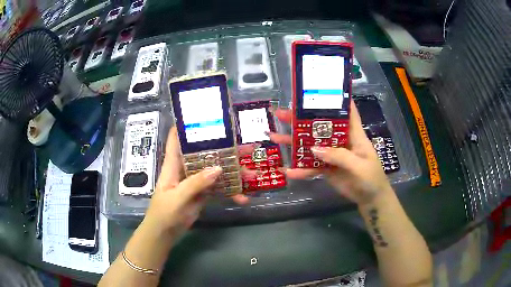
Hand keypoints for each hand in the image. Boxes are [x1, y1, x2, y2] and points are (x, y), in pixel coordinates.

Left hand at [143, 127, 248, 238]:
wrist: (164, 233)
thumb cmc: (164, 213)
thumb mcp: (177, 198)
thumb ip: (196, 183)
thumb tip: (218, 168)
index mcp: (173, 164)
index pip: (177, 139)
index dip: (187, 126)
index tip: (205, 116)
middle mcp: (185, 169)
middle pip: (205, 154)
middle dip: (224, 150)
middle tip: (247, 147)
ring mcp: (195, 181)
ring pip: (215, 171)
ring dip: (232, 172)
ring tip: (252, 174)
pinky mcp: (202, 193)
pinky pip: (218, 188)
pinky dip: (230, 192)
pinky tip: (243, 198)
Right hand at [268, 100, 392, 205]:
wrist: (370, 199)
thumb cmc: (371, 178)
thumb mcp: (359, 166)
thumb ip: (339, 156)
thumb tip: (314, 149)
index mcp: (353, 134)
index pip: (346, 111)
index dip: (335, 99)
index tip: (317, 90)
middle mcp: (340, 140)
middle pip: (320, 126)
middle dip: (301, 119)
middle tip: (280, 113)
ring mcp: (332, 154)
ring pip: (311, 144)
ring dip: (294, 142)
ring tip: (274, 137)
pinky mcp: (326, 167)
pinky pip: (311, 166)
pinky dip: (300, 169)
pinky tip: (288, 171)